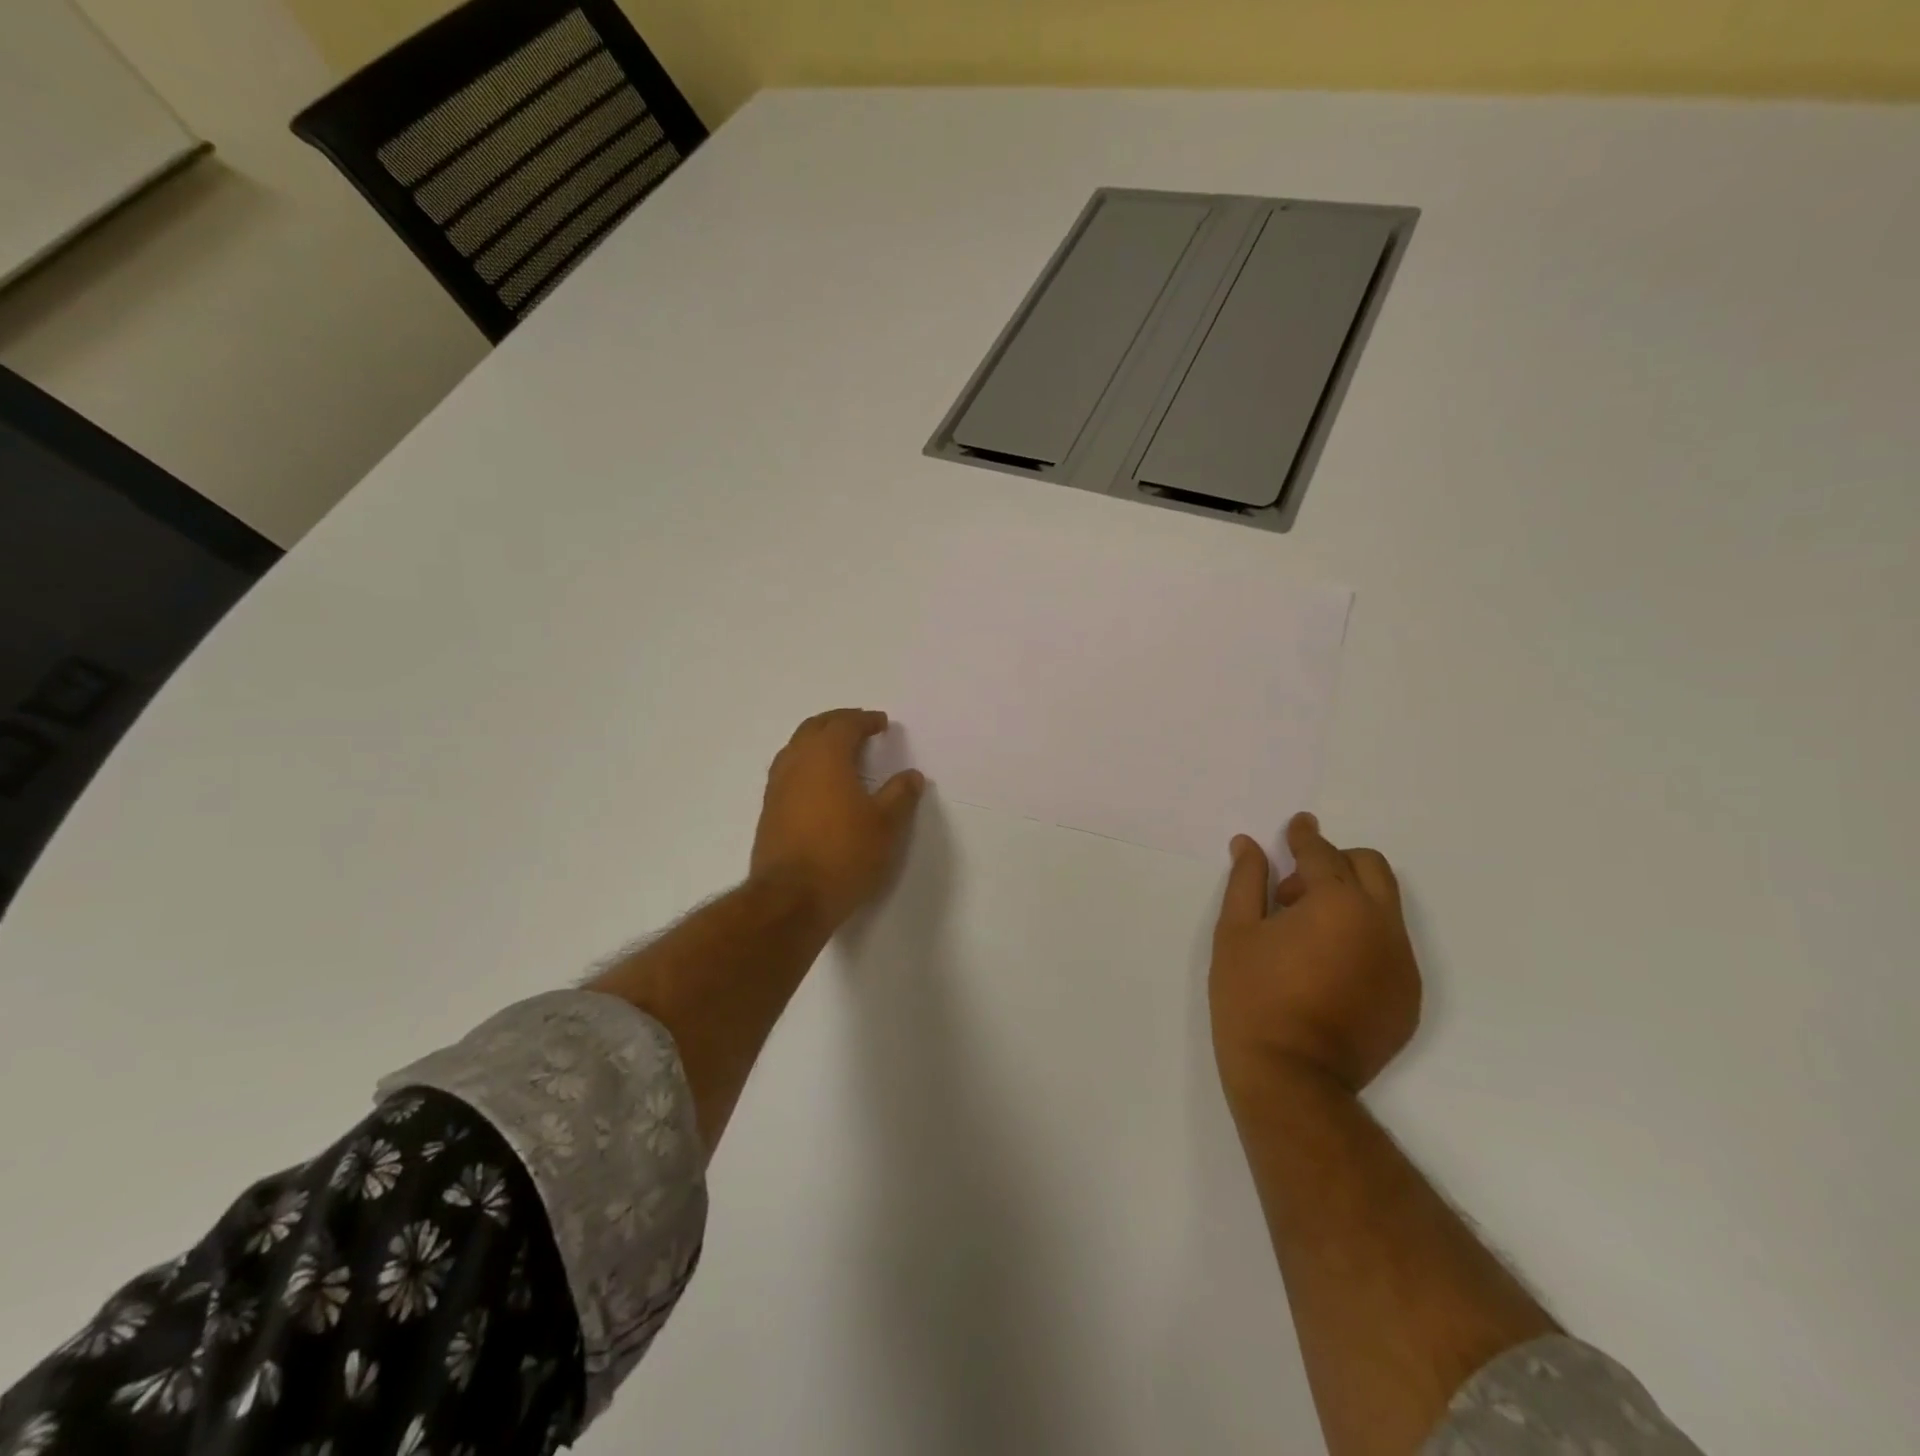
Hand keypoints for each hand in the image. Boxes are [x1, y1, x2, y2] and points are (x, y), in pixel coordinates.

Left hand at [750, 709, 924, 930]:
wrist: (790, 899)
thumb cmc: (844, 855)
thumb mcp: (885, 825)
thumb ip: (900, 795)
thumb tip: (911, 775)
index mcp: (826, 757)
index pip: (844, 724)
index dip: (864, 720)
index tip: (881, 723)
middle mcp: (796, 763)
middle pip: (814, 728)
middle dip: (838, 722)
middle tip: (859, 727)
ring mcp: (777, 787)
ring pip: (796, 748)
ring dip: (818, 742)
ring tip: (839, 752)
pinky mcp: (769, 811)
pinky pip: (788, 771)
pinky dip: (806, 764)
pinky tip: (819, 784)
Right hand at [1210, 813, 1421, 1105]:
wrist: (1291, 1078)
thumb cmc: (1252, 997)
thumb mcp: (1236, 932)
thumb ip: (1247, 881)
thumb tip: (1250, 845)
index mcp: (1338, 904)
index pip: (1322, 854)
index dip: (1304, 836)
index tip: (1297, 824)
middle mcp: (1382, 926)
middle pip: (1370, 868)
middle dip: (1334, 862)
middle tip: (1293, 890)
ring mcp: (1403, 964)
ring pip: (1384, 907)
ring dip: (1349, 901)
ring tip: (1305, 935)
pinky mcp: (1408, 997)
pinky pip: (1390, 946)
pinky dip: (1362, 938)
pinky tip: (1326, 968)